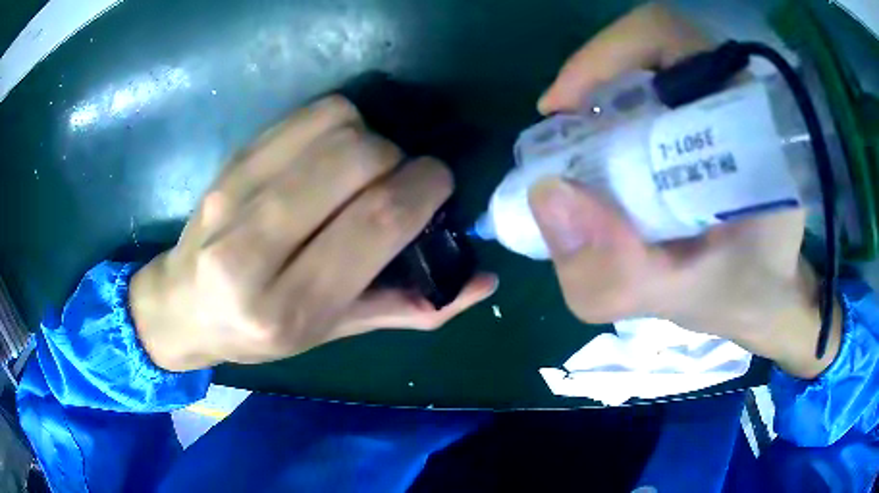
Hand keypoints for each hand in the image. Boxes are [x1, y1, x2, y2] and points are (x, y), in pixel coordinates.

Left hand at [131, 96, 496, 371]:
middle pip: (357, 159)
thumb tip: (481, 281)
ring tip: (365, 167)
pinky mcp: (230, 162)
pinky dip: (339, 122)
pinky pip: (304, 115)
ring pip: (334, 125)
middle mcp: (255, 247)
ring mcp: (235, 194)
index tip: (439, 184)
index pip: (378, 220)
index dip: (426, 187)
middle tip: (400, 180)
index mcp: (289, 305)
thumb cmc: (256, 332)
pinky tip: (333, 152)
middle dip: (400, 159)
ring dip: (371, 136)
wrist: (181, 305)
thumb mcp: (331, 335)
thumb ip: (408, 308)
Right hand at [531, 3, 840, 378]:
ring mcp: (722, 102)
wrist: (772, 295)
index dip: (604, 55)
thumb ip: (618, 272)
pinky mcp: (711, 119)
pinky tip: (607, 157)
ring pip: (647, 67)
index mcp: (747, 116)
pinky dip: (618, 115)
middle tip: (564, 133)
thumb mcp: (683, 300)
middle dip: (595, 81)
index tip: (563, 108)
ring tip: (579, 149)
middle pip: (647, 48)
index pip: (667, 37)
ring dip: (603, 99)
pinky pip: (654, 94)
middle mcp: (735, 93)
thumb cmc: (745, 295)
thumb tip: (545, 195)